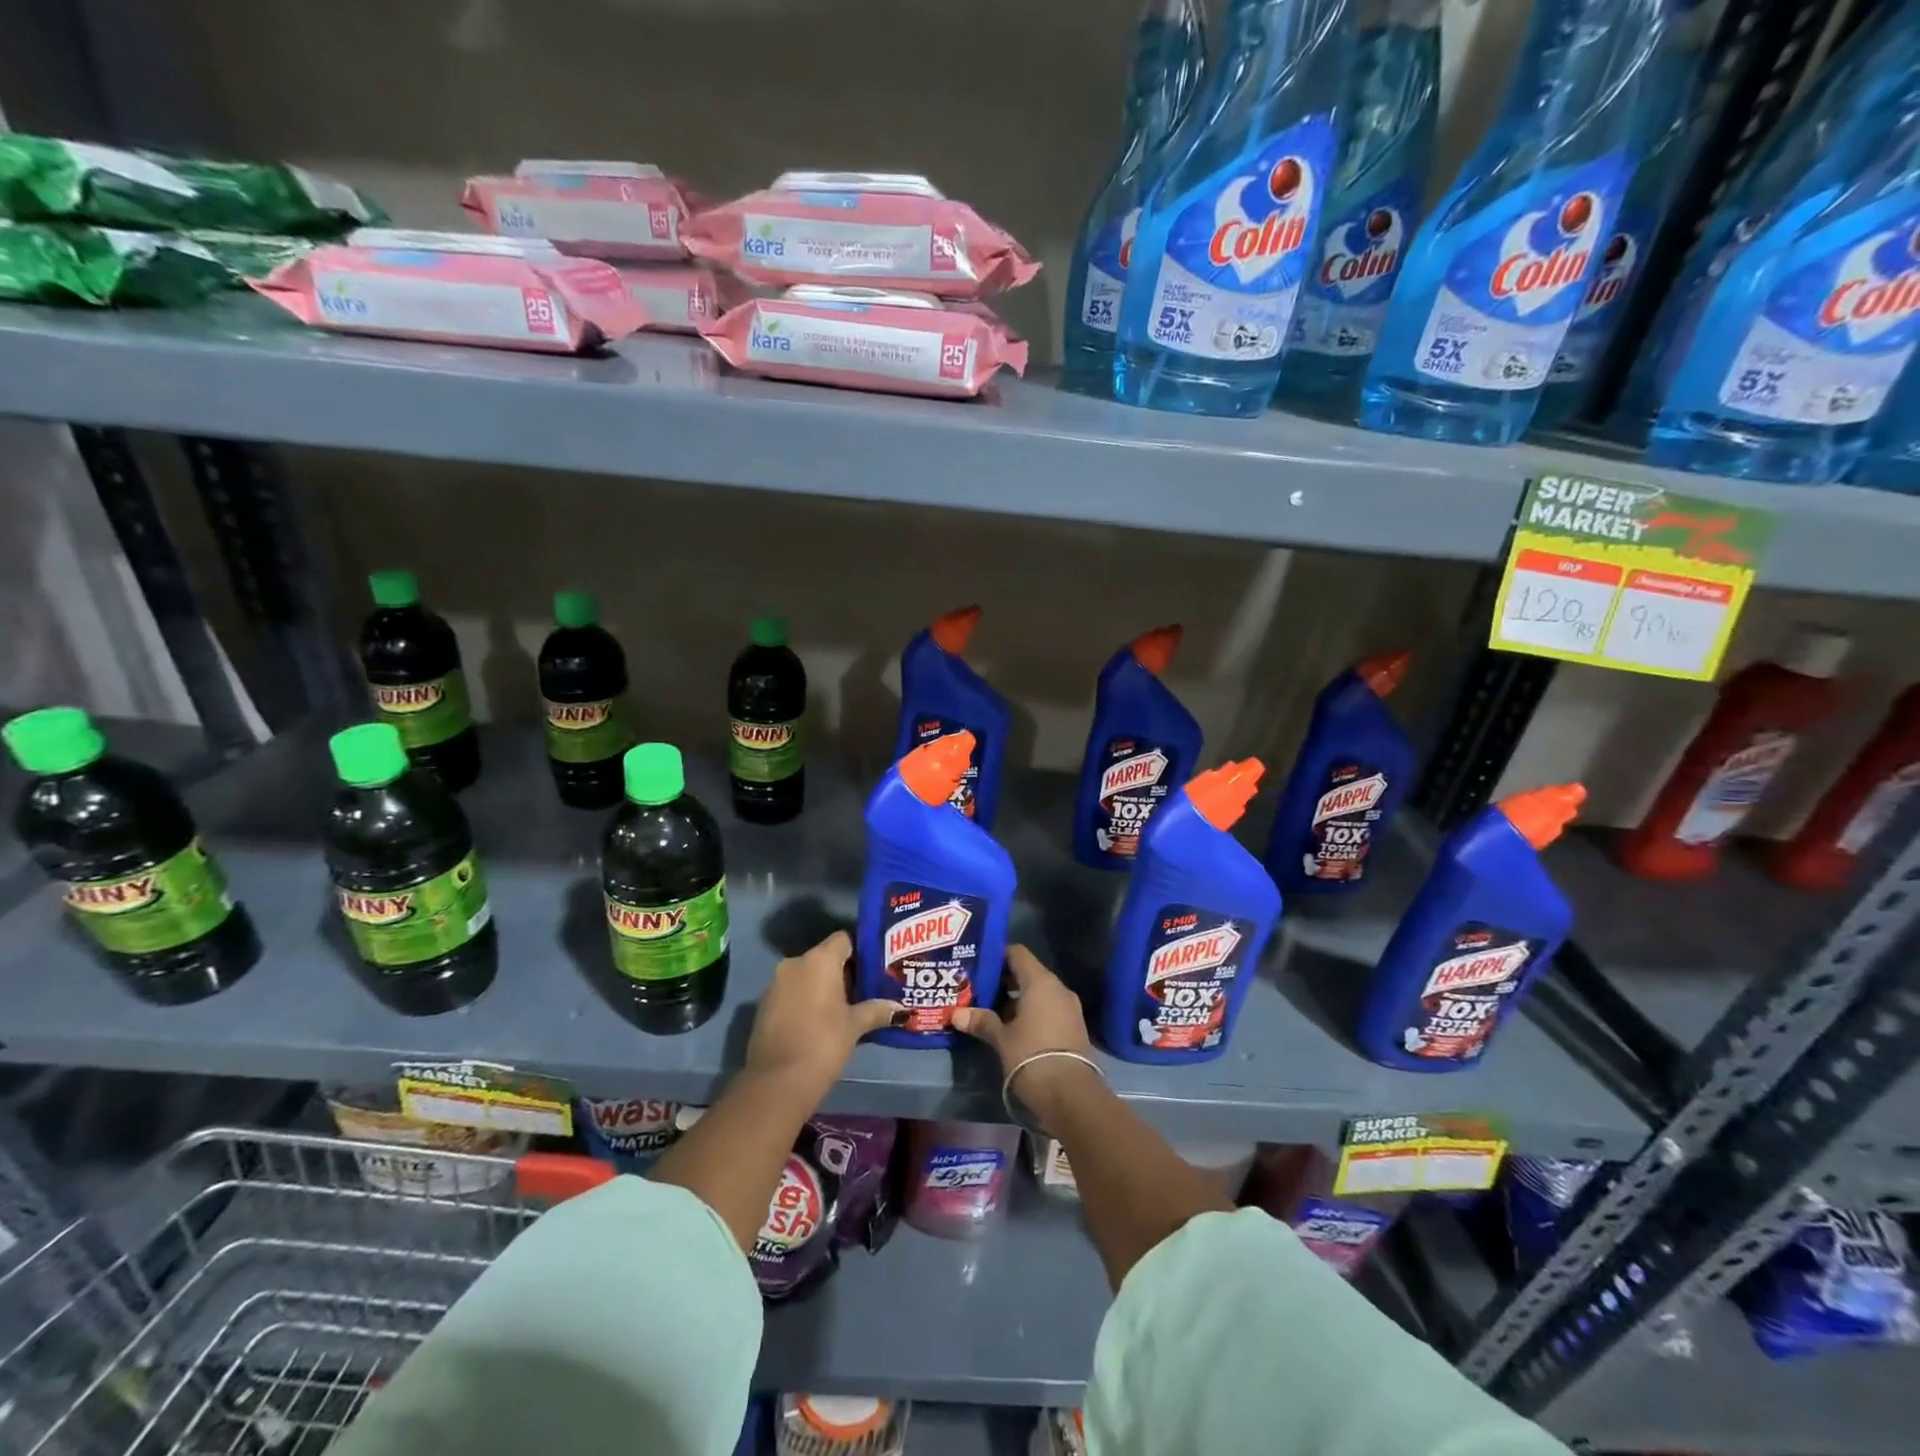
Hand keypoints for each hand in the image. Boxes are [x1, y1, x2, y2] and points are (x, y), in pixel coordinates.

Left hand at [745, 931, 897, 1092]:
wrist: (776, 1082)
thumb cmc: (823, 1044)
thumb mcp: (855, 1027)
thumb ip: (877, 1011)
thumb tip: (901, 1009)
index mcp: (819, 960)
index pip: (843, 939)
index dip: (860, 951)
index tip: (875, 968)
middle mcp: (795, 963)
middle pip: (825, 957)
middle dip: (844, 971)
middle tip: (865, 990)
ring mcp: (775, 984)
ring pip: (806, 975)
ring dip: (823, 987)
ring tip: (845, 1007)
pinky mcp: (764, 1006)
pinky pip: (792, 992)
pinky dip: (806, 1000)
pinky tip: (819, 1021)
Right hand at [952, 945, 1099, 1129]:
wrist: (1071, 1096)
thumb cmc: (1031, 1057)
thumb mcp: (1001, 1039)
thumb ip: (981, 1022)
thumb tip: (957, 1014)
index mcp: (1040, 982)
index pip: (1017, 953)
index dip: (998, 955)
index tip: (979, 964)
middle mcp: (1058, 989)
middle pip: (1028, 973)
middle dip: (1004, 981)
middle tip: (979, 989)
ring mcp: (1069, 1009)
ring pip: (1039, 994)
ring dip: (1017, 1000)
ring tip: (991, 1011)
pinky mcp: (1074, 1028)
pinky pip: (1049, 1010)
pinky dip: (1031, 1013)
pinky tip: (1013, 1028)